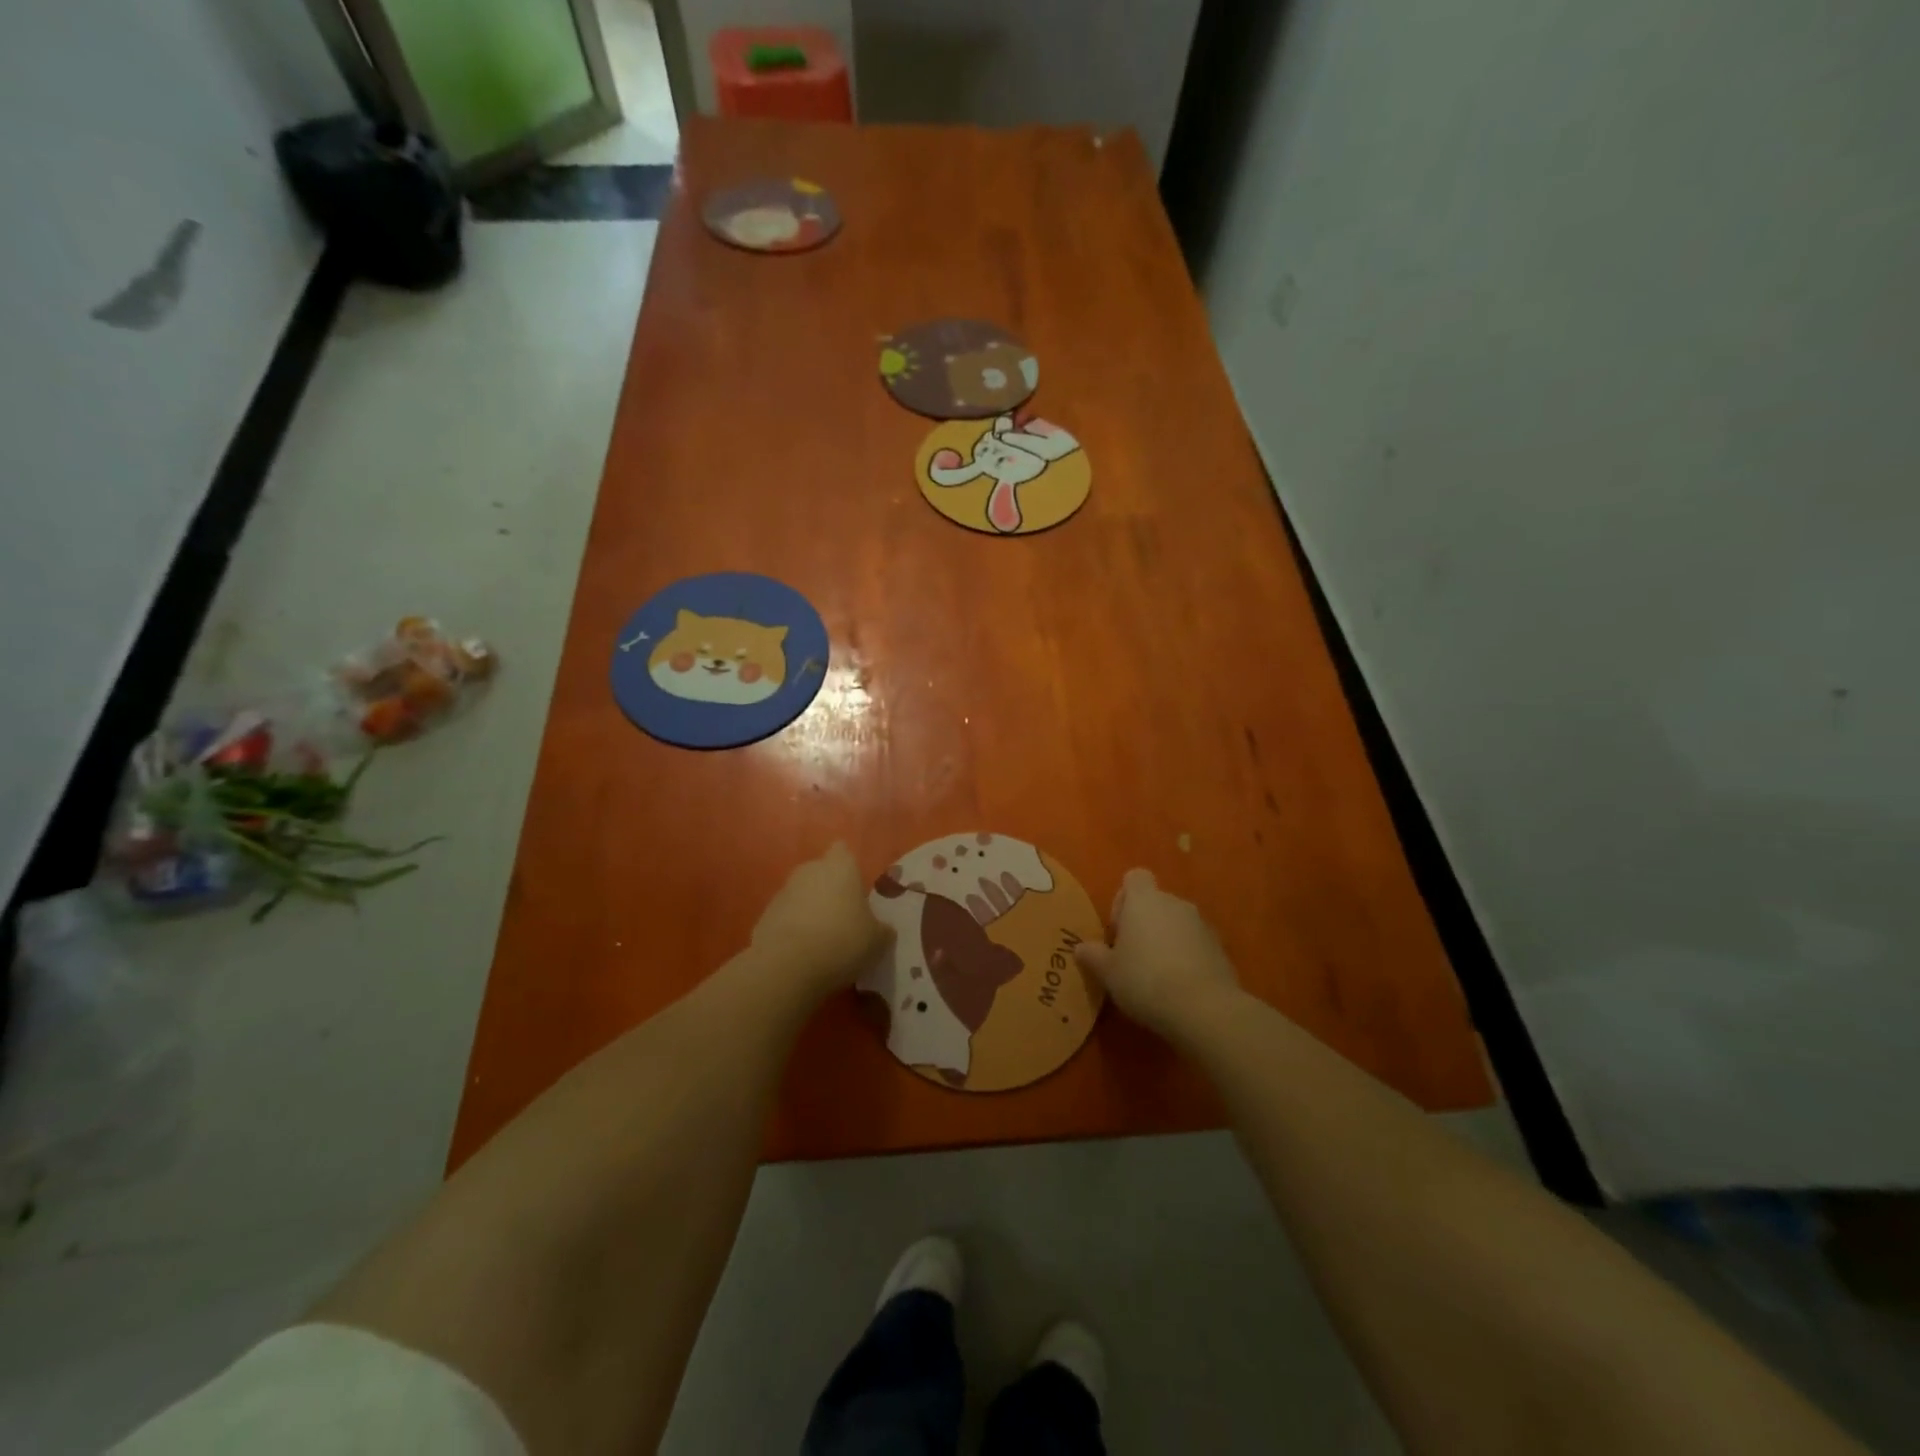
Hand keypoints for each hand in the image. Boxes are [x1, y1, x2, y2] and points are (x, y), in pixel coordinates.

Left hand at [750, 843, 891, 1002]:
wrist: (787, 966)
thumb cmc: (842, 941)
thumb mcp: (877, 940)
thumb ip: (882, 929)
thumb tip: (884, 929)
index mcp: (840, 867)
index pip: (843, 851)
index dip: (849, 868)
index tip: (857, 889)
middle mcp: (809, 871)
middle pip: (820, 872)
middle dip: (829, 890)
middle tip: (844, 918)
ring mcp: (782, 892)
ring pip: (801, 895)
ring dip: (809, 910)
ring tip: (822, 941)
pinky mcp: (764, 917)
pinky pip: (785, 918)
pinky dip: (792, 930)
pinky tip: (802, 954)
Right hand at [1074, 869, 1239, 1035]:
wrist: (1204, 1008)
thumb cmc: (1145, 980)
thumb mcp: (1108, 972)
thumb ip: (1093, 955)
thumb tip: (1080, 948)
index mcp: (1145, 900)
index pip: (1134, 878)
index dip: (1123, 899)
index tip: (1118, 929)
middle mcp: (1175, 903)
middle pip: (1155, 903)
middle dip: (1144, 924)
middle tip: (1132, 957)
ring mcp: (1201, 925)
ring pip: (1176, 924)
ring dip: (1166, 941)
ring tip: (1156, 976)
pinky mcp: (1220, 949)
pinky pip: (1196, 944)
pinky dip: (1187, 957)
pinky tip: (1179, 987)